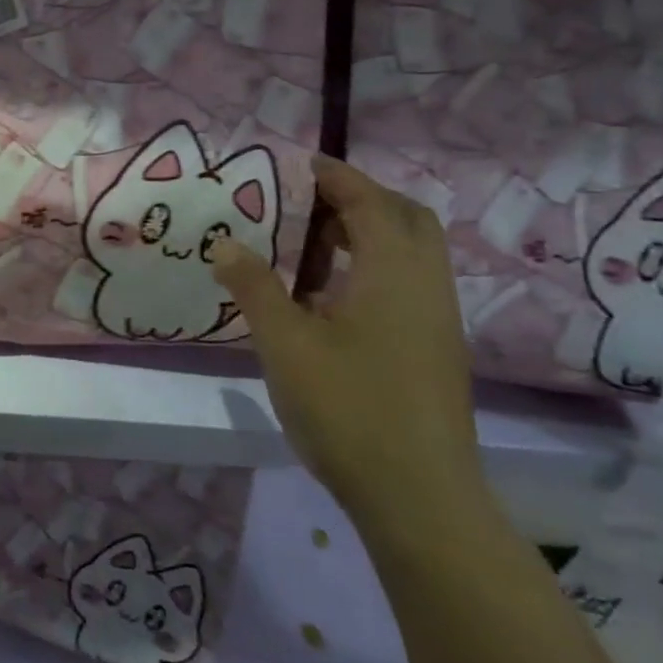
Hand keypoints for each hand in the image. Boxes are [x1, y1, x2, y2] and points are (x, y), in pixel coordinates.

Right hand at [210, 155, 492, 547]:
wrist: (419, 500)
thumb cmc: (349, 410)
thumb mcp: (286, 344)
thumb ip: (254, 287)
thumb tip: (224, 245)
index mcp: (393, 274)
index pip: (369, 202)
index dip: (336, 175)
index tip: (298, 162)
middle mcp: (426, 287)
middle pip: (406, 218)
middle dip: (360, 198)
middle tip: (309, 201)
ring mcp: (437, 321)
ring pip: (411, 253)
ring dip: (368, 234)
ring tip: (312, 243)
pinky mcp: (435, 350)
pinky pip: (408, 283)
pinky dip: (374, 267)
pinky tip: (332, 296)